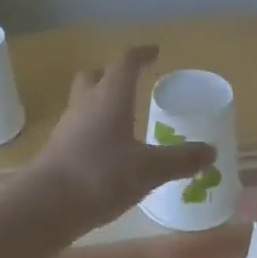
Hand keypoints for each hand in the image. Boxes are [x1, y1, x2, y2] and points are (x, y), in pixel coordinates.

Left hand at [30, 46, 215, 229]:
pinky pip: (78, 128)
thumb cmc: (101, 175)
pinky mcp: (57, 150)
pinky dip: (93, 130)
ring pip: (84, 101)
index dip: (141, 54)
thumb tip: (210, 151)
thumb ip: (180, 159)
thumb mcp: (149, 169)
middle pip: (95, 76)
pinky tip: (107, 149)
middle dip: (112, 74)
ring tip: (123, 118)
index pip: (125, 63)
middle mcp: (86, 103)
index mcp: (110, 96)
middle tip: (132, 82)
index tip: (154, 51)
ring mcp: (67, 126)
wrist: (45, 205)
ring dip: (101, 102)